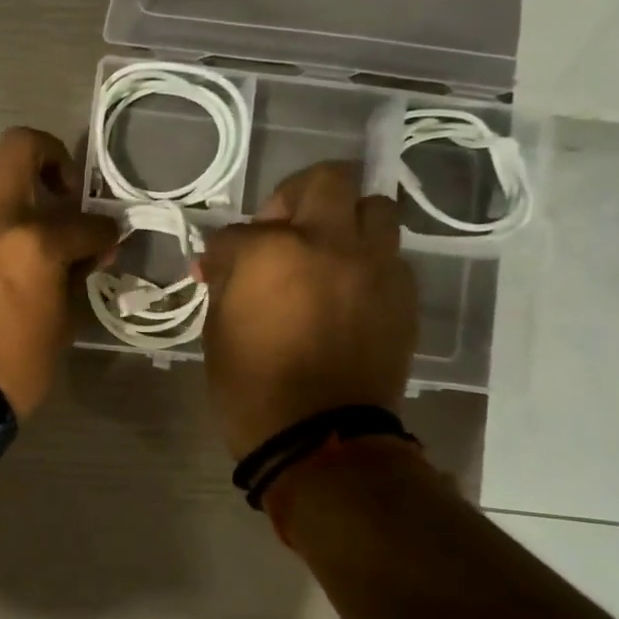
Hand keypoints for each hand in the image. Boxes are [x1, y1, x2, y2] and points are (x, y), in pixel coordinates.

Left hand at [0, 129, 119, 418]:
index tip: (105, 239)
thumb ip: (72, 276)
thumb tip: (84, 251)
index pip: (85, 224)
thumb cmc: (9, 368)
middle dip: (50, 156)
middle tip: (55, 184)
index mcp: (35, 245)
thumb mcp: (59, 326)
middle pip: (22, 144)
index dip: (103, 233)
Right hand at [199, 162, 417, 459]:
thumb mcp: (218, 329)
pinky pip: (389, 256)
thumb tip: (224, 264)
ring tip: (326, 252)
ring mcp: (375, 267)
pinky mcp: (402, 295)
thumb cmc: (252, 387)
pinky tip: (346, 291)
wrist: (320, 438)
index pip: (239, 231)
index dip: (221, 251)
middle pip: (327, 180)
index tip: (215, 269)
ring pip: (374, 207)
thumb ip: (226, 282)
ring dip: (345, 220)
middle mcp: (332, 244)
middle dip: (297, 195)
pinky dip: (366, 261)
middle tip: (281, 228)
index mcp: (273, 252)